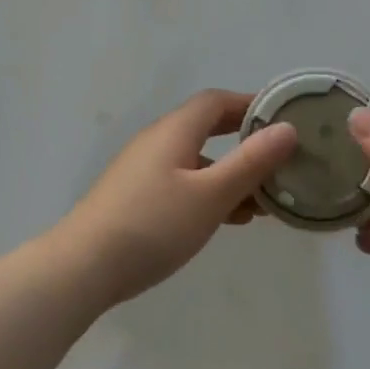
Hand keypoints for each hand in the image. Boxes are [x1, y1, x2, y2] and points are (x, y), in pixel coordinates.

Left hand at [51, 90, 298, 307]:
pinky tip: (228, 218)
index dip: (250, 105)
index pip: (217, 101)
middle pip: (207, 127)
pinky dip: (210, 191)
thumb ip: (250, 162)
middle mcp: (158, 140)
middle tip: (279, 157)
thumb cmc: (153, 225)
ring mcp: (144, 168)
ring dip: (230, 172)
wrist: (83, 267)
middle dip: (244, 140)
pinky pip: (183, 181)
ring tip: (264, 199)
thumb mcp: (210, 195)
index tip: (283, 119)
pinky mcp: (136, 195)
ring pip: (197, 159)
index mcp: (175, 130)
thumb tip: (287, 129)